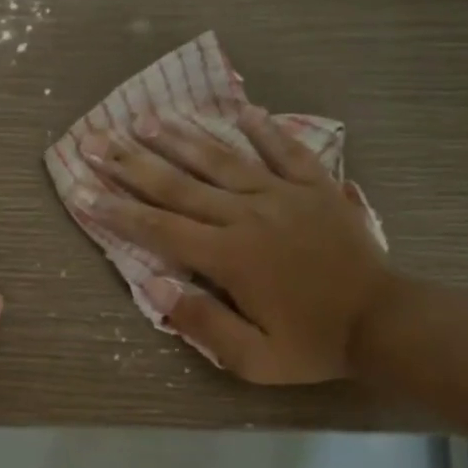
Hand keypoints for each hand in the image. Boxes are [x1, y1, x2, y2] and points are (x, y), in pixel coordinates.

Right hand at [75, 107, 394, 383]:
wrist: (385, 322)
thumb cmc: (313, 344)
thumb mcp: (253, 358)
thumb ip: (202, 323)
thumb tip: (154, 286)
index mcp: (228, 257)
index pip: (159, 228)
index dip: (116, 211)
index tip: (81, 191)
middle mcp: (247, 215)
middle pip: (179, 185)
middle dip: (131, 163)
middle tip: (96, 139)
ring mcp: (283, 195)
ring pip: (222, 160)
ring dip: (182, 138)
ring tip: (148, 117)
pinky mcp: (315, 186)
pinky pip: (285, 150)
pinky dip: (263, 129)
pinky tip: (241, 109)